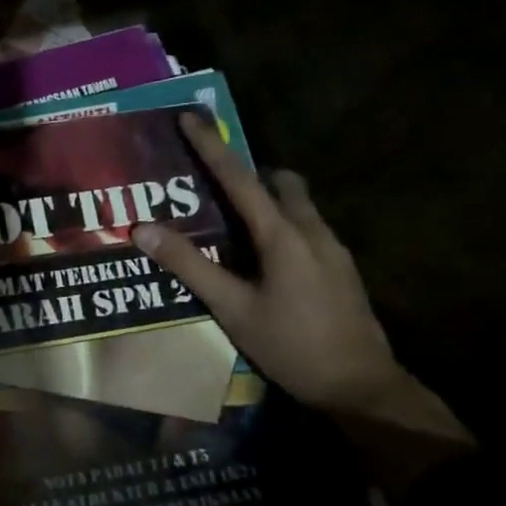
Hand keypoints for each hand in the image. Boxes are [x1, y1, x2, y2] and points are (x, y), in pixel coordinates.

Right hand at [133, 114, 469, 451]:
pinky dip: (282, 225)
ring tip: (234, 224)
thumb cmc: (292, 347)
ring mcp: (334, 249)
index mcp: (283, 236)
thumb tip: (143, 230)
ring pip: (298, 205)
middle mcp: (313, 231)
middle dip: (250, 173)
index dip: (212, 147)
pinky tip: (265, 259)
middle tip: (215, 185)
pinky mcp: (342, 269)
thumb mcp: (233, 309)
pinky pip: (307, 228)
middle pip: (281, 182)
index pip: (240, 179)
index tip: (191, 117)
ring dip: (267, 200)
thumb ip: (190, 267)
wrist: (362, 389)